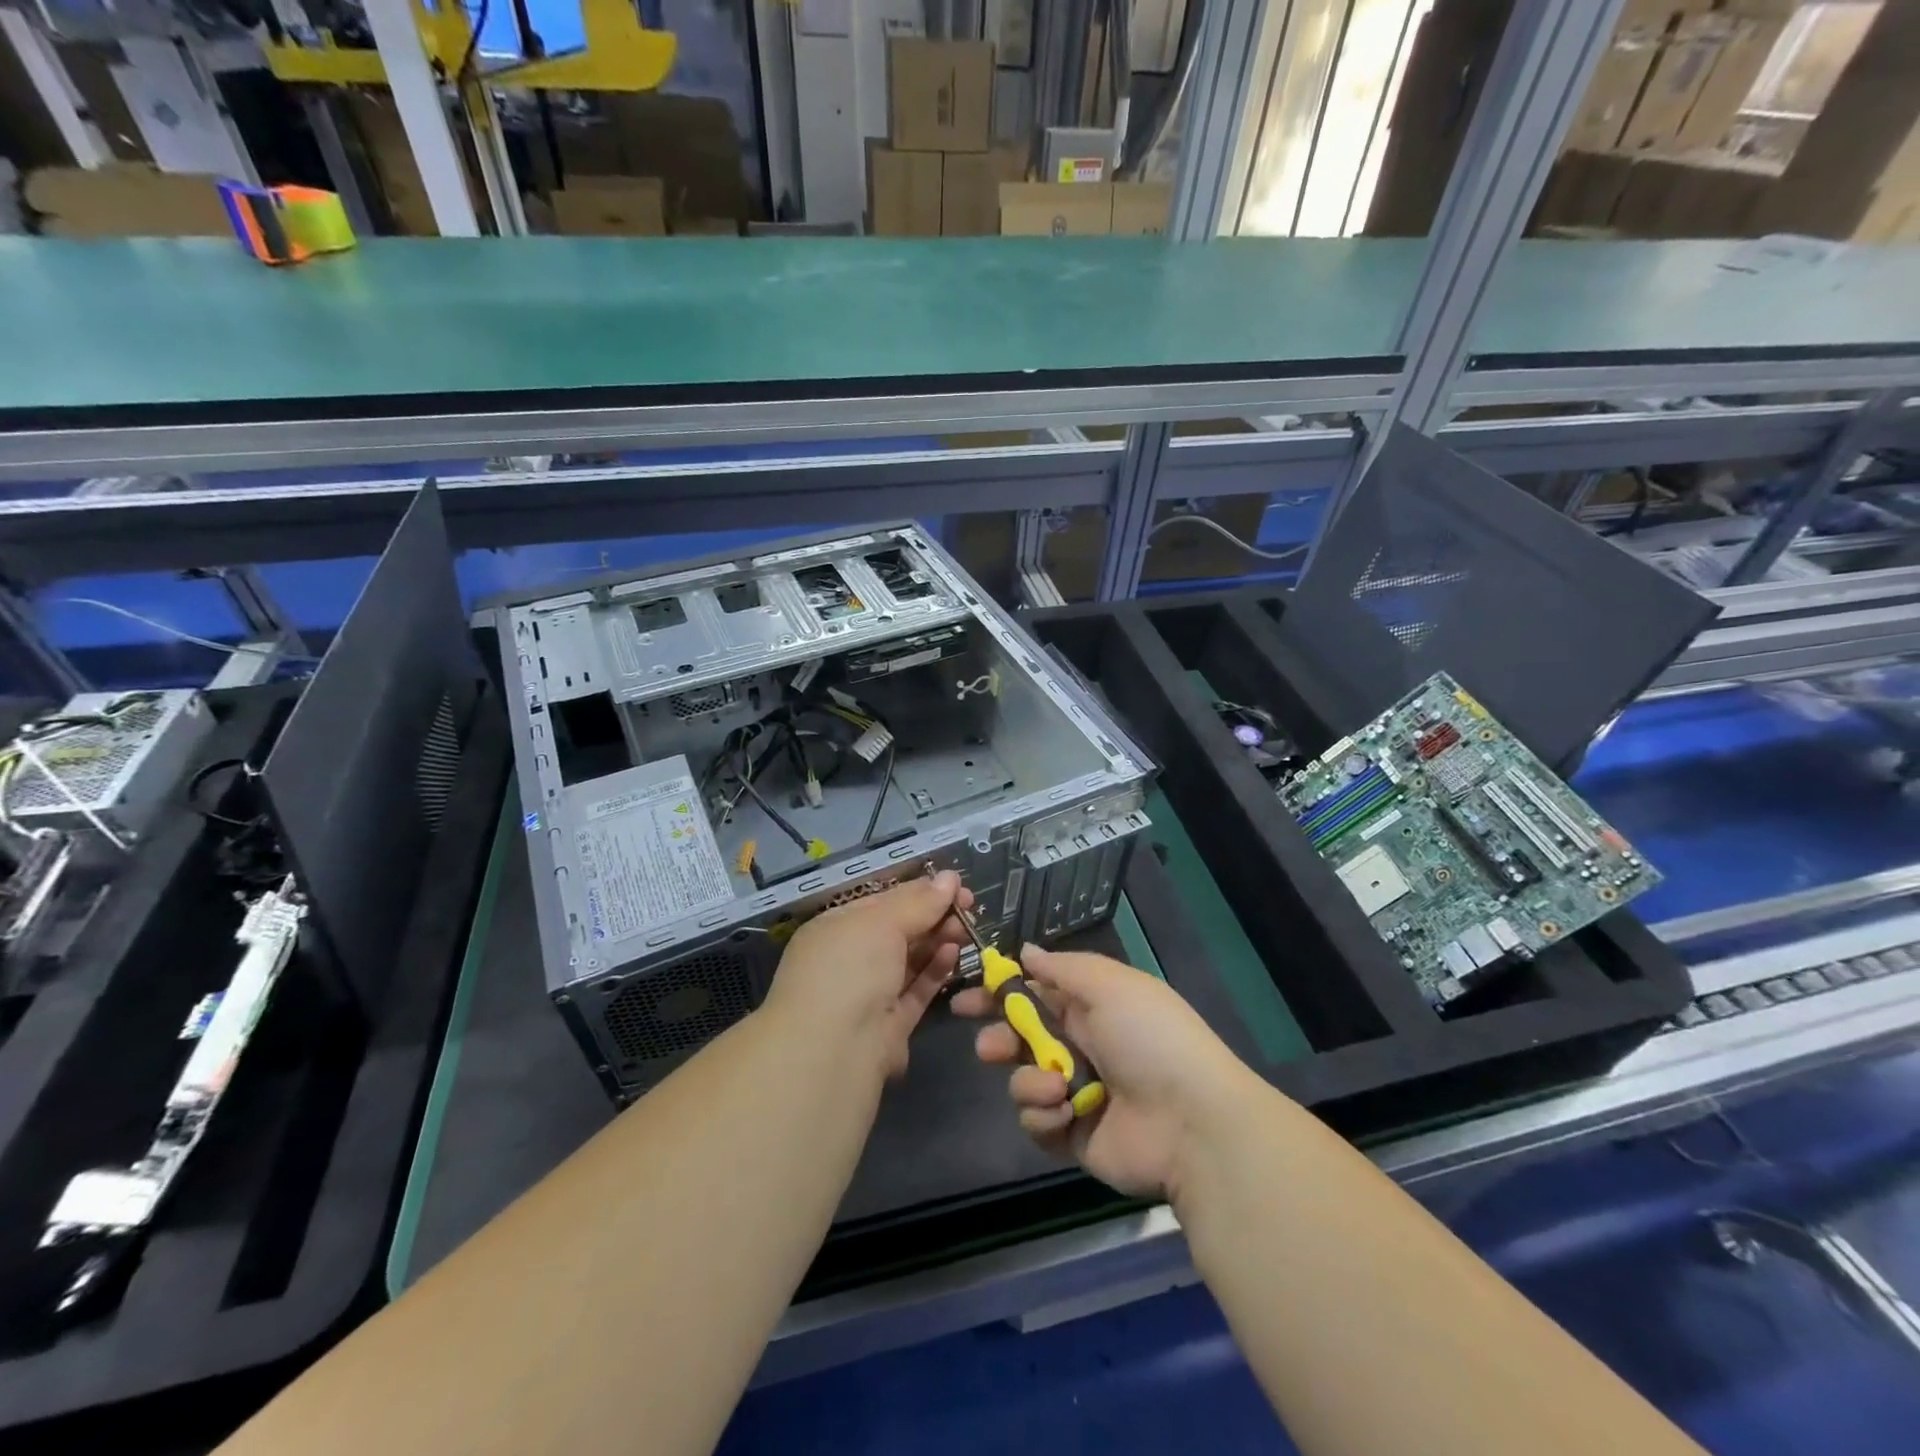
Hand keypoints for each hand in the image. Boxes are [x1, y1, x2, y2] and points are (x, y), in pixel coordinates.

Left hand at [762, 872, 974, 1079]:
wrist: (833, 1052)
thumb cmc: (849, 969)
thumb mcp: (882, 923)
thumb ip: (919, 902)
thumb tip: (950, 877)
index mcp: (835, 928)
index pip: (881, 901)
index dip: (918, 891)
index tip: (954, 884)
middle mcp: (849, 959)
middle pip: (898, 930)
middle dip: (933, 915)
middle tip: (968, 906)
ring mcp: (868, 994)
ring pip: (909, 960)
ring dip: (938, 940)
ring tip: (967, 928)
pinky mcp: (889, 1025)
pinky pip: (916, 990)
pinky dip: (935, 970)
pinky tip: (954, 952)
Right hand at [953, 947, 1256, 1200]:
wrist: (1190, 1121)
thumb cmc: (1148, 1037)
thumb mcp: (1108, 984)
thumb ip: (1061, 968)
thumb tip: (1026, 951)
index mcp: (1090, 1007)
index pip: (1034, 994)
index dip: (999, 993)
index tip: (966, 996)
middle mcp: (1079, 1046)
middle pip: (1020, 1039)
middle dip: (998, 1040)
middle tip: (988, 1048)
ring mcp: (1075, 1093)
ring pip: (1023, 1080)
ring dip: (1030, 1081)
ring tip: (1055, 1088)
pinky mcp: (1071, 1134)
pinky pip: (1036, 1120)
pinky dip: (1044, 1115)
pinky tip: (1066, 1113)